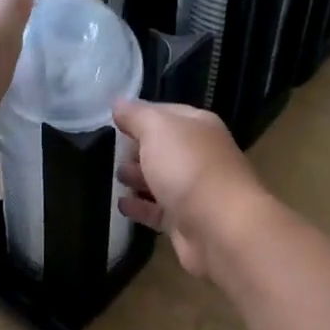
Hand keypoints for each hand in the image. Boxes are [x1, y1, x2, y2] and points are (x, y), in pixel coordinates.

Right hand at [112, 100, 269, 278]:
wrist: (220, 227)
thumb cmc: (188, 167)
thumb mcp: (157, 129)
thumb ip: (136, 115)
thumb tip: (118, 102)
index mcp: (199, 126)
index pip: (166, 113)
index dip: (140, 114)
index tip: (114, 120)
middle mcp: (199, 155)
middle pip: (164, 148)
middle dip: (138, 148)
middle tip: (109, 150)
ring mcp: (194, 190)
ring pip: (160, 179)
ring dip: (138, 177)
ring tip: (114, 176)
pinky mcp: (185, 222)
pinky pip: (157, 210)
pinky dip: (140, 207)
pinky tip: (120, 204)